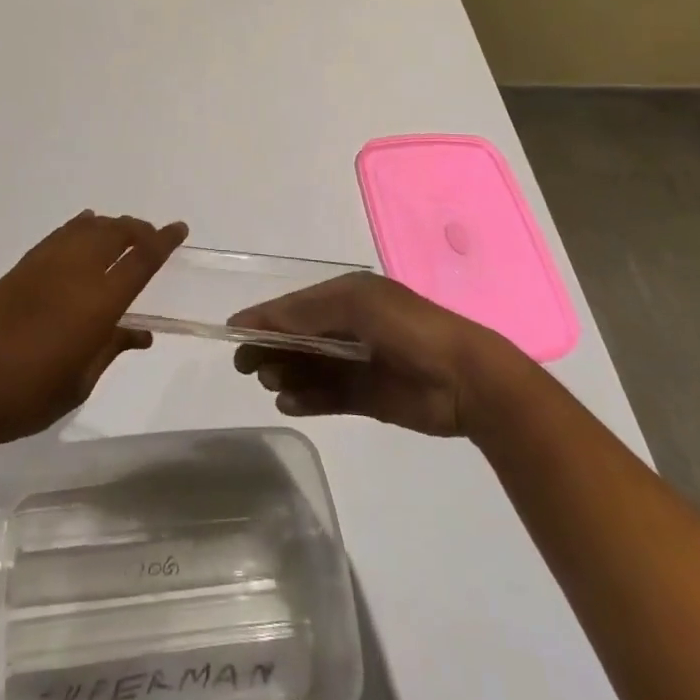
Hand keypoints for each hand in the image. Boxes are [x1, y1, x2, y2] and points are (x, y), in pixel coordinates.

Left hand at [0, 211, 187, 446]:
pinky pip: (59, 234)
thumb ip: (112, 346)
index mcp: (99, 302)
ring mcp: (46, 264)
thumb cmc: (32, 394)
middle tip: (150, 236)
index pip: (141, 260)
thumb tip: (140, 332)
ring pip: (87, 228)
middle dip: (138, 229)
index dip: (163, 241)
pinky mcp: (23, 266)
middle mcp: (76, 272)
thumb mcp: (82, 380)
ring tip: (121, 232)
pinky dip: (78, 226)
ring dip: (110, 225)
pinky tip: (84, 226)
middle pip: (115, 233)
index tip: (179, 228)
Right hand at [231, 272, 526, 436]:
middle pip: (298, 336)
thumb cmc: (409, 329)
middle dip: (271, 347)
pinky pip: (327, 396)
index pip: (295, 305)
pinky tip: (289, 403)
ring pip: (309, 367)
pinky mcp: (367, 396)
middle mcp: (349, 326)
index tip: (233, 331)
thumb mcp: (355, 306)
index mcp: (348, 296)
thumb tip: (261, 319)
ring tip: (271, 383)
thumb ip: (307, 314)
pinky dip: (306, 399)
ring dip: (286, 373)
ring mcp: (358, 362)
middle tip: (245, 365)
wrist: (466, 379)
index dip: (265, 317)